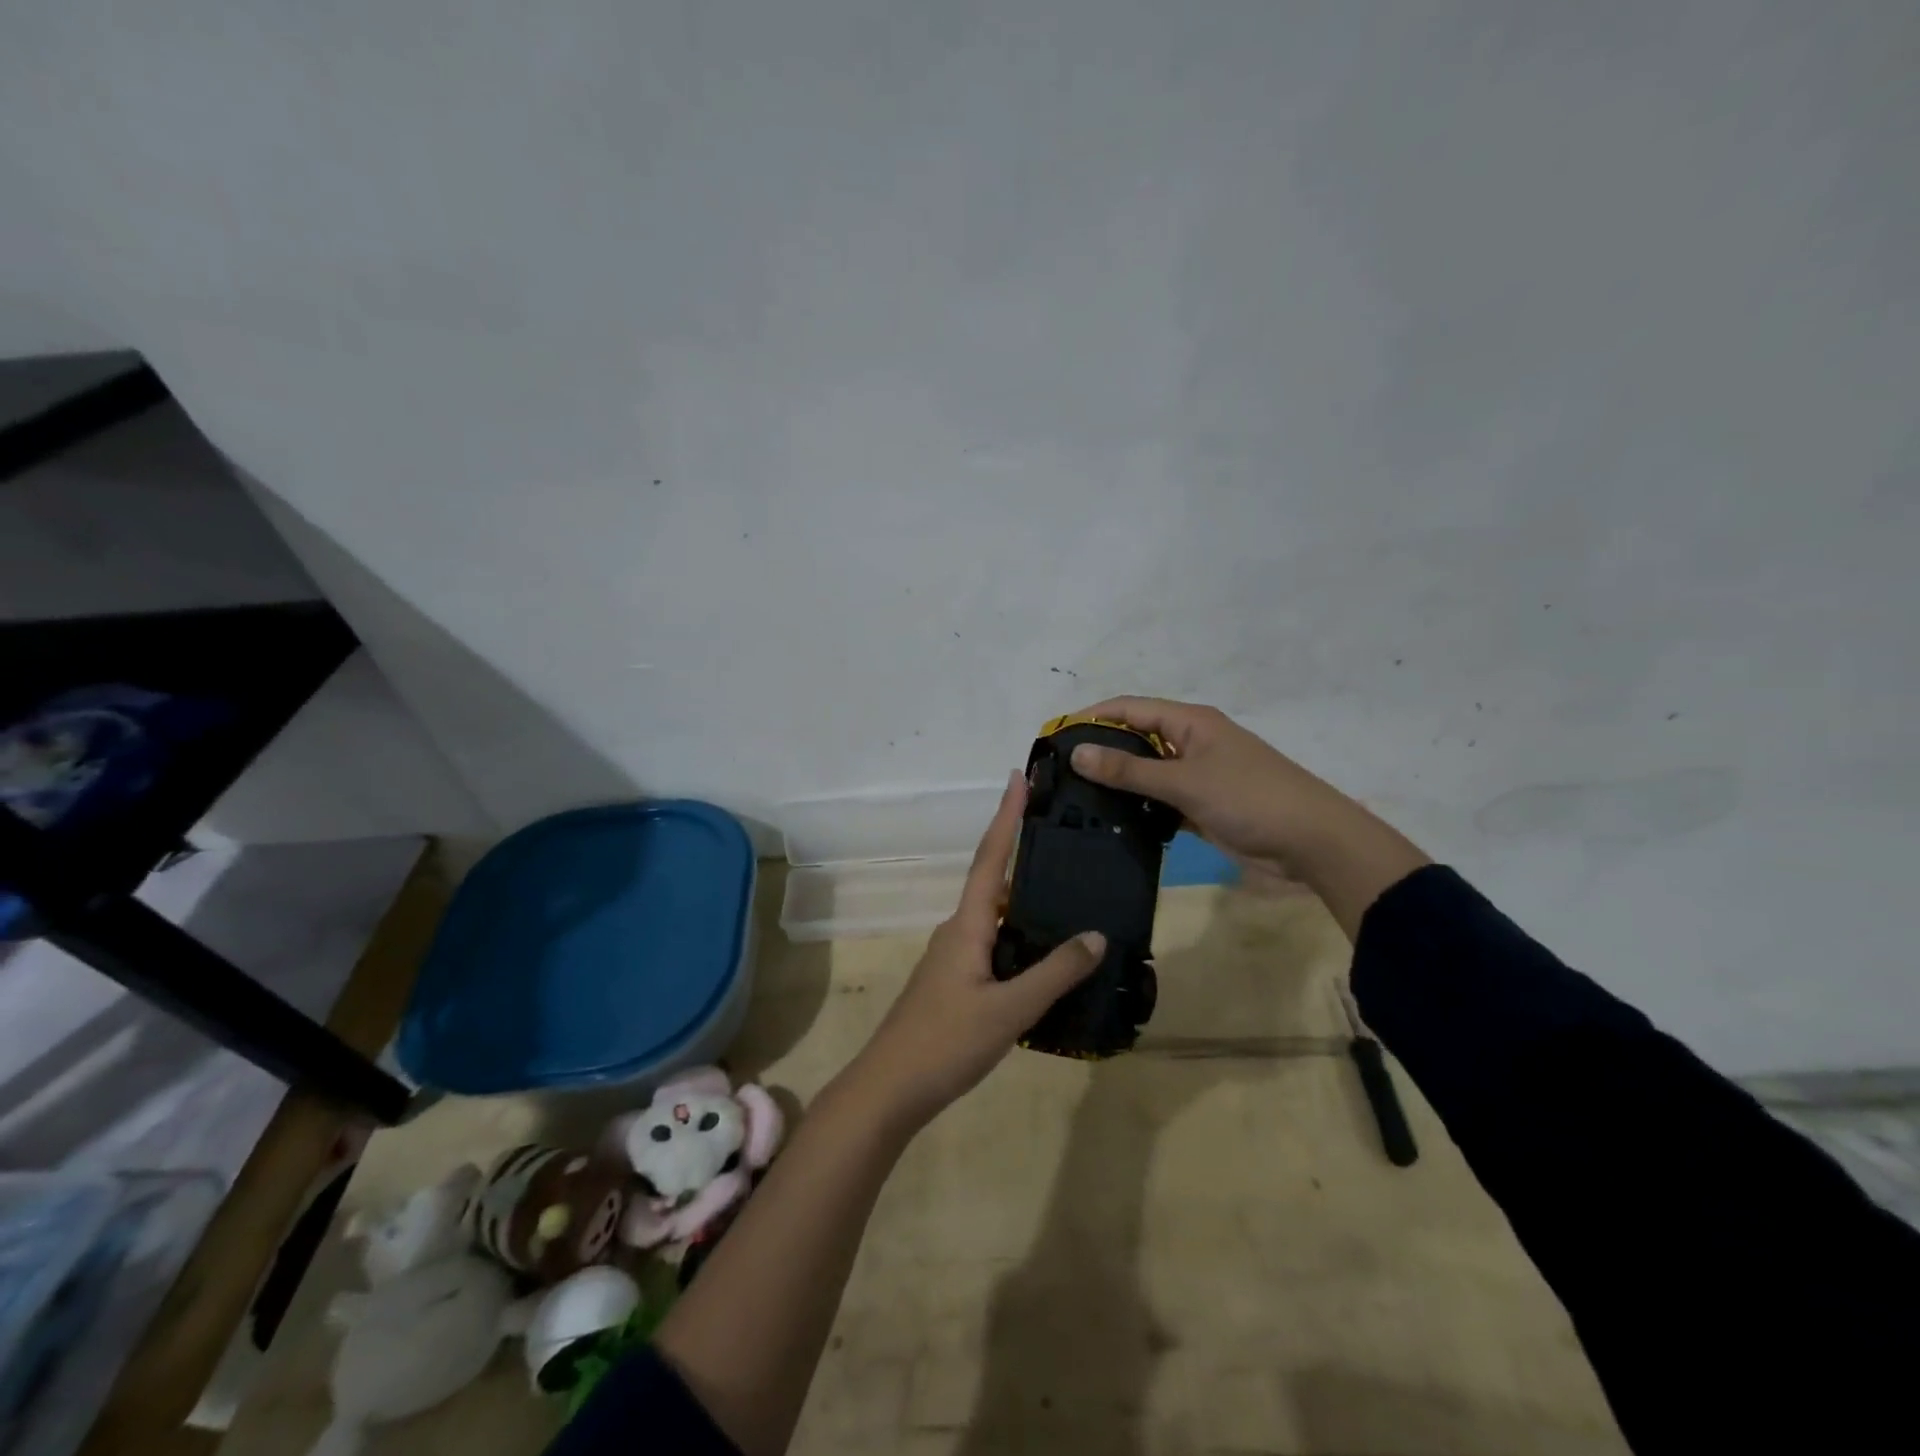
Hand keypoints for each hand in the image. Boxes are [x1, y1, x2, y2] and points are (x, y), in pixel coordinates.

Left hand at [846, 771, 1105, 1127]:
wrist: (890, 1088)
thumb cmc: (946, 1042)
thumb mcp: (1009, 1010)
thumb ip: (1054, 973)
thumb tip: (1095, 935)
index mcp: (966, 925)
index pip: (990, 858)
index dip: (1005, 816)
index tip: (1018, 778)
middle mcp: (957, 931)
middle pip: (992, 880)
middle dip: (1019, 850)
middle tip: (1059, 832)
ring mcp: (953, 957)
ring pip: (993, 915)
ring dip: (1022, 896)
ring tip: (1064, 889)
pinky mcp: (955, 981)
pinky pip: (992, 943)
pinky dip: (1018, 933)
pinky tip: (1044, 952)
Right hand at [1064, 696, 1430, 937]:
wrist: (1313, 843)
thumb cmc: (1250, 798)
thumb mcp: (1186, 781)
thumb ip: (1130, 770)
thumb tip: (1077, 752)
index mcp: (1190, 722)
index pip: (1130, 708)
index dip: (1092, 717)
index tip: (1054, 736)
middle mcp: (1190, 743)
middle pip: (1135, 739)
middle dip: (1100, 751)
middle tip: (1059, 774)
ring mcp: (1197, 776)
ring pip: (1146, 774)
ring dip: (1117, 784)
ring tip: (1074, 800)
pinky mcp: (1202, 807)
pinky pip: (1160, 802)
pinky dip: (1138, 810)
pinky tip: (1110, 823)